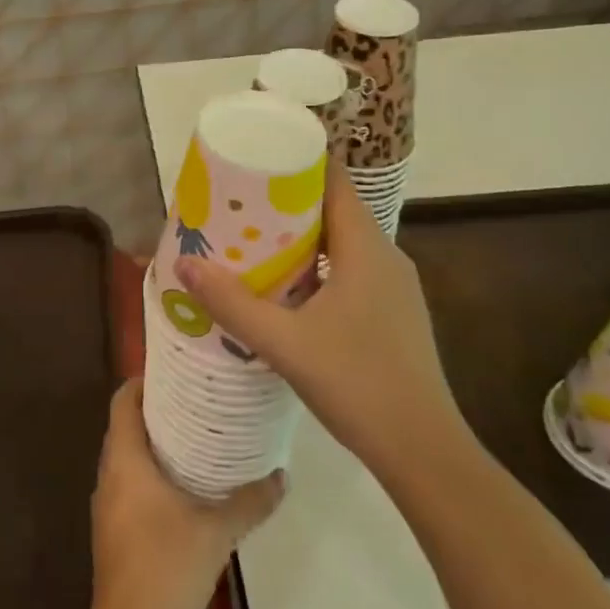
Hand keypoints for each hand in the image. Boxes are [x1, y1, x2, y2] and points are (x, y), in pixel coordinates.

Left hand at [88, 380, 284, 608]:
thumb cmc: (167, 567)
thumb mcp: (217, 531)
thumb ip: (250, 501)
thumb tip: (281, 476)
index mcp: (125, 460)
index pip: (123, 401)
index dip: (143, 381)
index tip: (175, 372)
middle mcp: (109, 475)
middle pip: (126, 426)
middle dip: (156, 411)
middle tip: (196, 400)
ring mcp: (108, 506)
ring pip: (128, 458)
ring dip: (155, 444)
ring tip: (196, 436)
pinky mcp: (115, 532)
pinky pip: (130, 485)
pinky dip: (151, 474)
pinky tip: (186, 486)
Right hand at [178, 166, 470, 488]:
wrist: (424, 452)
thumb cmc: (357, 384)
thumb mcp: (284, 343)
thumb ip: (232, 303)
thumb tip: (185, 264)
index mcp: (366, 247)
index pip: (334, 180)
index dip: (298, 161)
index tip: (257, 156)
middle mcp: (386, 256)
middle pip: (334, 208)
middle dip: (287, 201)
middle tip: (240, 202)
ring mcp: (394, 287)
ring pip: (342, 243)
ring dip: (301, 237)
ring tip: (254, 240)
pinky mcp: (393, 314)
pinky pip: (351, 270)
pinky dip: (317, 266)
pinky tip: (286, 289)